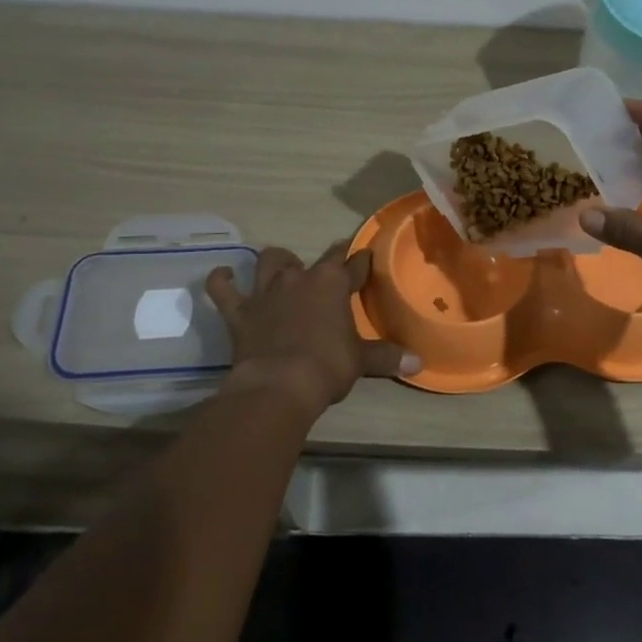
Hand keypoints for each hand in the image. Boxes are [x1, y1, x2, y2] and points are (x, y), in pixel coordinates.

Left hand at [205, 244, 419, 417]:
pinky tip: (223, 276)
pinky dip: (222, 280)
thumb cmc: (327, 366)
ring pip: (269, 262)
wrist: (279, 384)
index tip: (366, 257)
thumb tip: (420, 361)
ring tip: (281, 268)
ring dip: (276, 262)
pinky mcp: (239, 311)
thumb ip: (387, 356)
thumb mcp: (361, 361)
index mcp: (332, 284)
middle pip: (314, 259)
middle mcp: (299, 278)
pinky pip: (223, 289)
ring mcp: (266, 292)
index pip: (353, 265)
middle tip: (329, 270)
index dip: (361, 261)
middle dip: (325, 261)